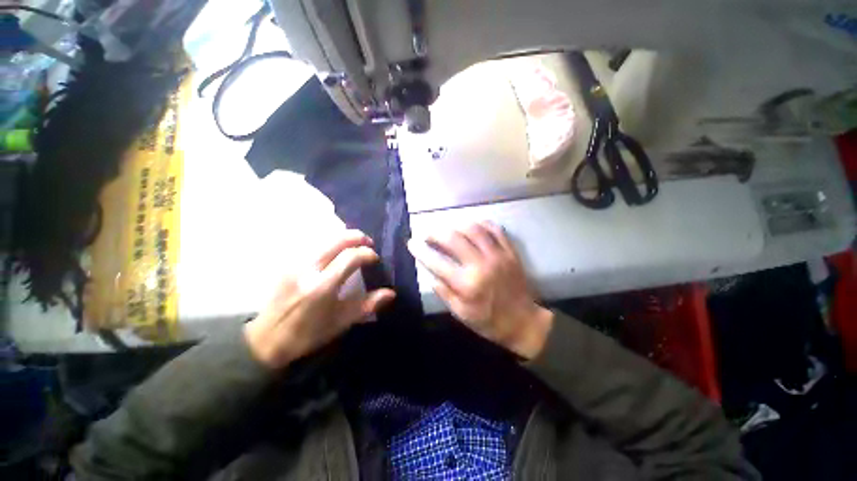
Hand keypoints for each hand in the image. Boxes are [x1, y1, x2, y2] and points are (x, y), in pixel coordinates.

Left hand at [244, 230, 395, 368]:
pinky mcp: (288, 262)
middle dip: (357, 237)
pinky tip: (336, 251)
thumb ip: (368, 305)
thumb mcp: (342, 322)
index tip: (375, 258)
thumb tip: (391, 293)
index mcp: (322, 286)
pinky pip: (314, 244)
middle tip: (368, 243)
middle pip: (337, 240)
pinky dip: (330, 242)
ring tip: (354, 245)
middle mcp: (308, 269)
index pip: (350, 257)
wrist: (267, 339)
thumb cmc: (308, 334)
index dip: (367, 253)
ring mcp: (295, 263)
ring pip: (324, 238)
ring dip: (344, 238)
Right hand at [409, 222, 552, 359]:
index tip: (411, 243)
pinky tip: (473, 225)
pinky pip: (495, 229)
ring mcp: (498, 255)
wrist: (524, 322)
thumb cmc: (489, 321)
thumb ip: (444, 292)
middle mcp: (481, 265)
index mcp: (467, 284)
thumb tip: (430, 274)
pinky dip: (482, 223)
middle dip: (435, 232)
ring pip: (474, 229)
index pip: (437, 262)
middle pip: (453, 238)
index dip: (420, 250)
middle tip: (427, 233)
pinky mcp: (510, 252)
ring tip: (447, 227)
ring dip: (456, 224)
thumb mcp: (461, 314)